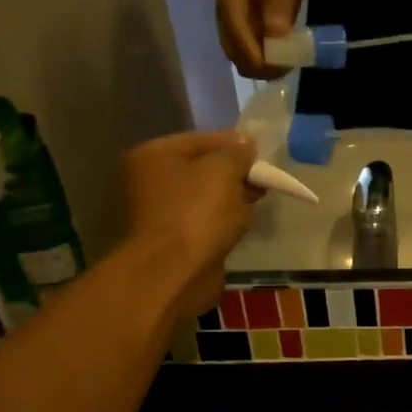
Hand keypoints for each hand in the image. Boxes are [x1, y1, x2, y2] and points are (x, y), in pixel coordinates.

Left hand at [120, 131, 262, 316]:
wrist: (175, 272)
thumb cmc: (197, 212)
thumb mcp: (224, 171)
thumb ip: (237, 153)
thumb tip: (245, 143)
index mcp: (153, 156)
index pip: (201, 140)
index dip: (234, 145)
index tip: (263, 155)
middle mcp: (148, 180)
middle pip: (200, 168)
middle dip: (234, 173)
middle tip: (263, 180)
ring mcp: (158, 212)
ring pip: (203, 196)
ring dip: (230, 197)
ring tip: (257, 201)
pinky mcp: (171, 239)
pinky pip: (202, 220)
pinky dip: (221, 219)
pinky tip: (241, 222)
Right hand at [215, 0, 309, 78]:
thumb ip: (280, 11)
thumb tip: (276, 41)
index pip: (237, 34)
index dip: (257, 57)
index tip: (281, 67)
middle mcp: (221, 7)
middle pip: (232, 49)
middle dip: (257, 66)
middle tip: (284, 69)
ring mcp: (225, 18)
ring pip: (235, 53)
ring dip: (258, 65)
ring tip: (283, 66)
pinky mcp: (234, 25)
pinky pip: (243, 49)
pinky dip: (258, 58)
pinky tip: (277, 58)